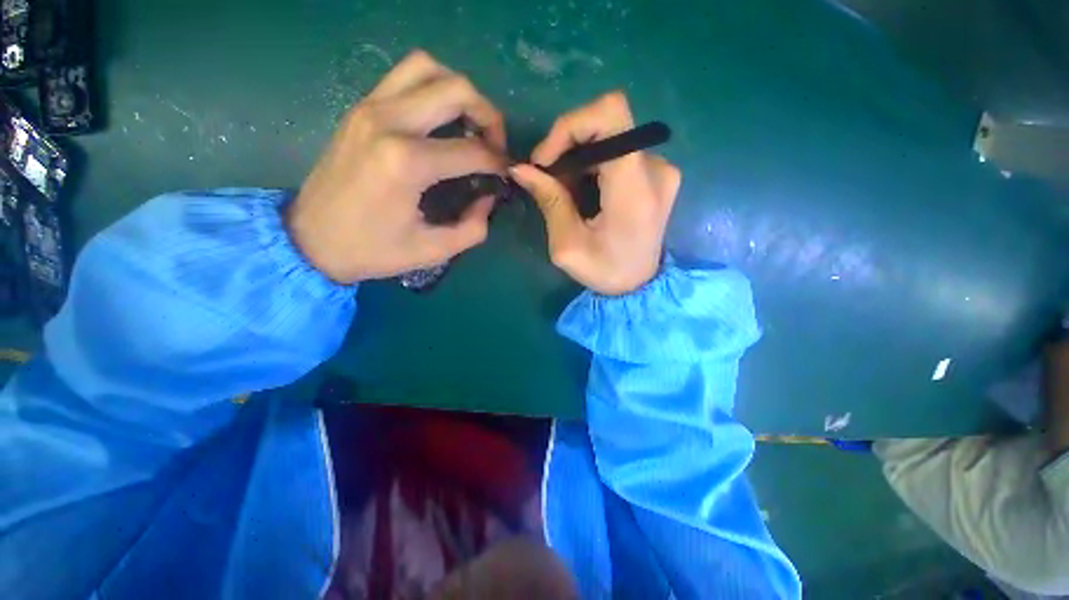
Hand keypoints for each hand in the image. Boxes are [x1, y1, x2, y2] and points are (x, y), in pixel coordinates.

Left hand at [287, 50, 506, 283]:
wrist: (309, 240)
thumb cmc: (372, 250)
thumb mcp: (433, 250)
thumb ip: (473, 227)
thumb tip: (489, 198)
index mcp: (407, 162)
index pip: (473, 149)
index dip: (499, 161)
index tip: (507, 174)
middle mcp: (389, 121)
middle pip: (456, 89)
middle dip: (488, 115)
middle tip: (494, 144)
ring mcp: (370, 107)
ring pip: (428, 67)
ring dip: (458, 91)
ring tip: (469, 123)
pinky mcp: (360, 108)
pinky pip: (404, 77)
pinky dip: (431, 87)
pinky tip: (439, 119)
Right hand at [509, 92, 679, 295]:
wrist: (641, 285)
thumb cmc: (605, 272)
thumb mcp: (568, 246)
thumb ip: (549, 201)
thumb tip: (521, 168)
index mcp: (634, 190)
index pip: (610, 115)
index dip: (570, 124)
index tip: (546, 158)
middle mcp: (655, 169)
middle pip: (605, 125)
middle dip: (567, 147)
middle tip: (549, 181)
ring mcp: (660, 169)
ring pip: (609, 138)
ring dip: (578, 160)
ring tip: (567, 194)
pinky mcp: (657, 173)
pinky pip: (617, 152)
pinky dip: (593, 166)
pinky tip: (585, 194)